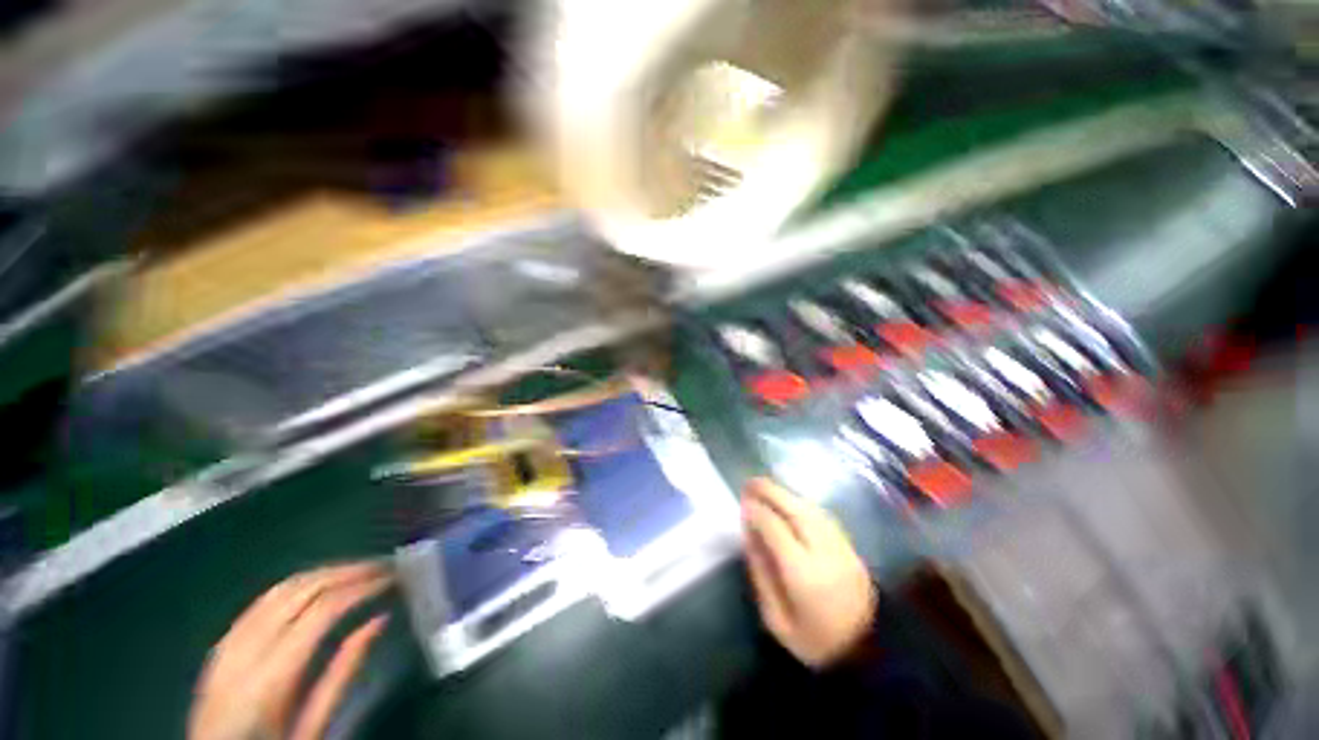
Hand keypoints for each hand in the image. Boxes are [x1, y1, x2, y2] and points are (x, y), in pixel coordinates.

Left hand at [189, 563, 391, 739]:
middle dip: (346, 571)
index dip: (360, 587)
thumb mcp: (312, 729)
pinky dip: (298, 584)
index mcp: (268, 679)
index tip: (391, 578)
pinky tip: (318, 586)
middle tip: (383, 566)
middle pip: (299, 590)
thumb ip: (343, 674)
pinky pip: (263, 601)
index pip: (321, 611)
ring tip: (358, 570)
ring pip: (280, 588)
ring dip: (324, 572)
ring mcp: (227, 644)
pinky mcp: (222, 644)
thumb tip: (380, 620)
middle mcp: (244, 651)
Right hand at [741, 478, 876, 668]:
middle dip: (769, 491)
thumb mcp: (777, 620)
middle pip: (795, 509)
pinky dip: (801, 502)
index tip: (741, 504)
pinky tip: (789, 501)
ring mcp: (841, 546)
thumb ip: (761, 574)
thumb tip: (749, 537)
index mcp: (803, 573)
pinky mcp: (850, 546)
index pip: (775, 528)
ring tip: (765, 488)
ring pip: (809, 507)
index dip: (756, 512)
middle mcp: (823, 551)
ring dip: (785, 493)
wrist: (870, 654)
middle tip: (749, 483)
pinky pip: (821, 514)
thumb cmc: (817, 643)